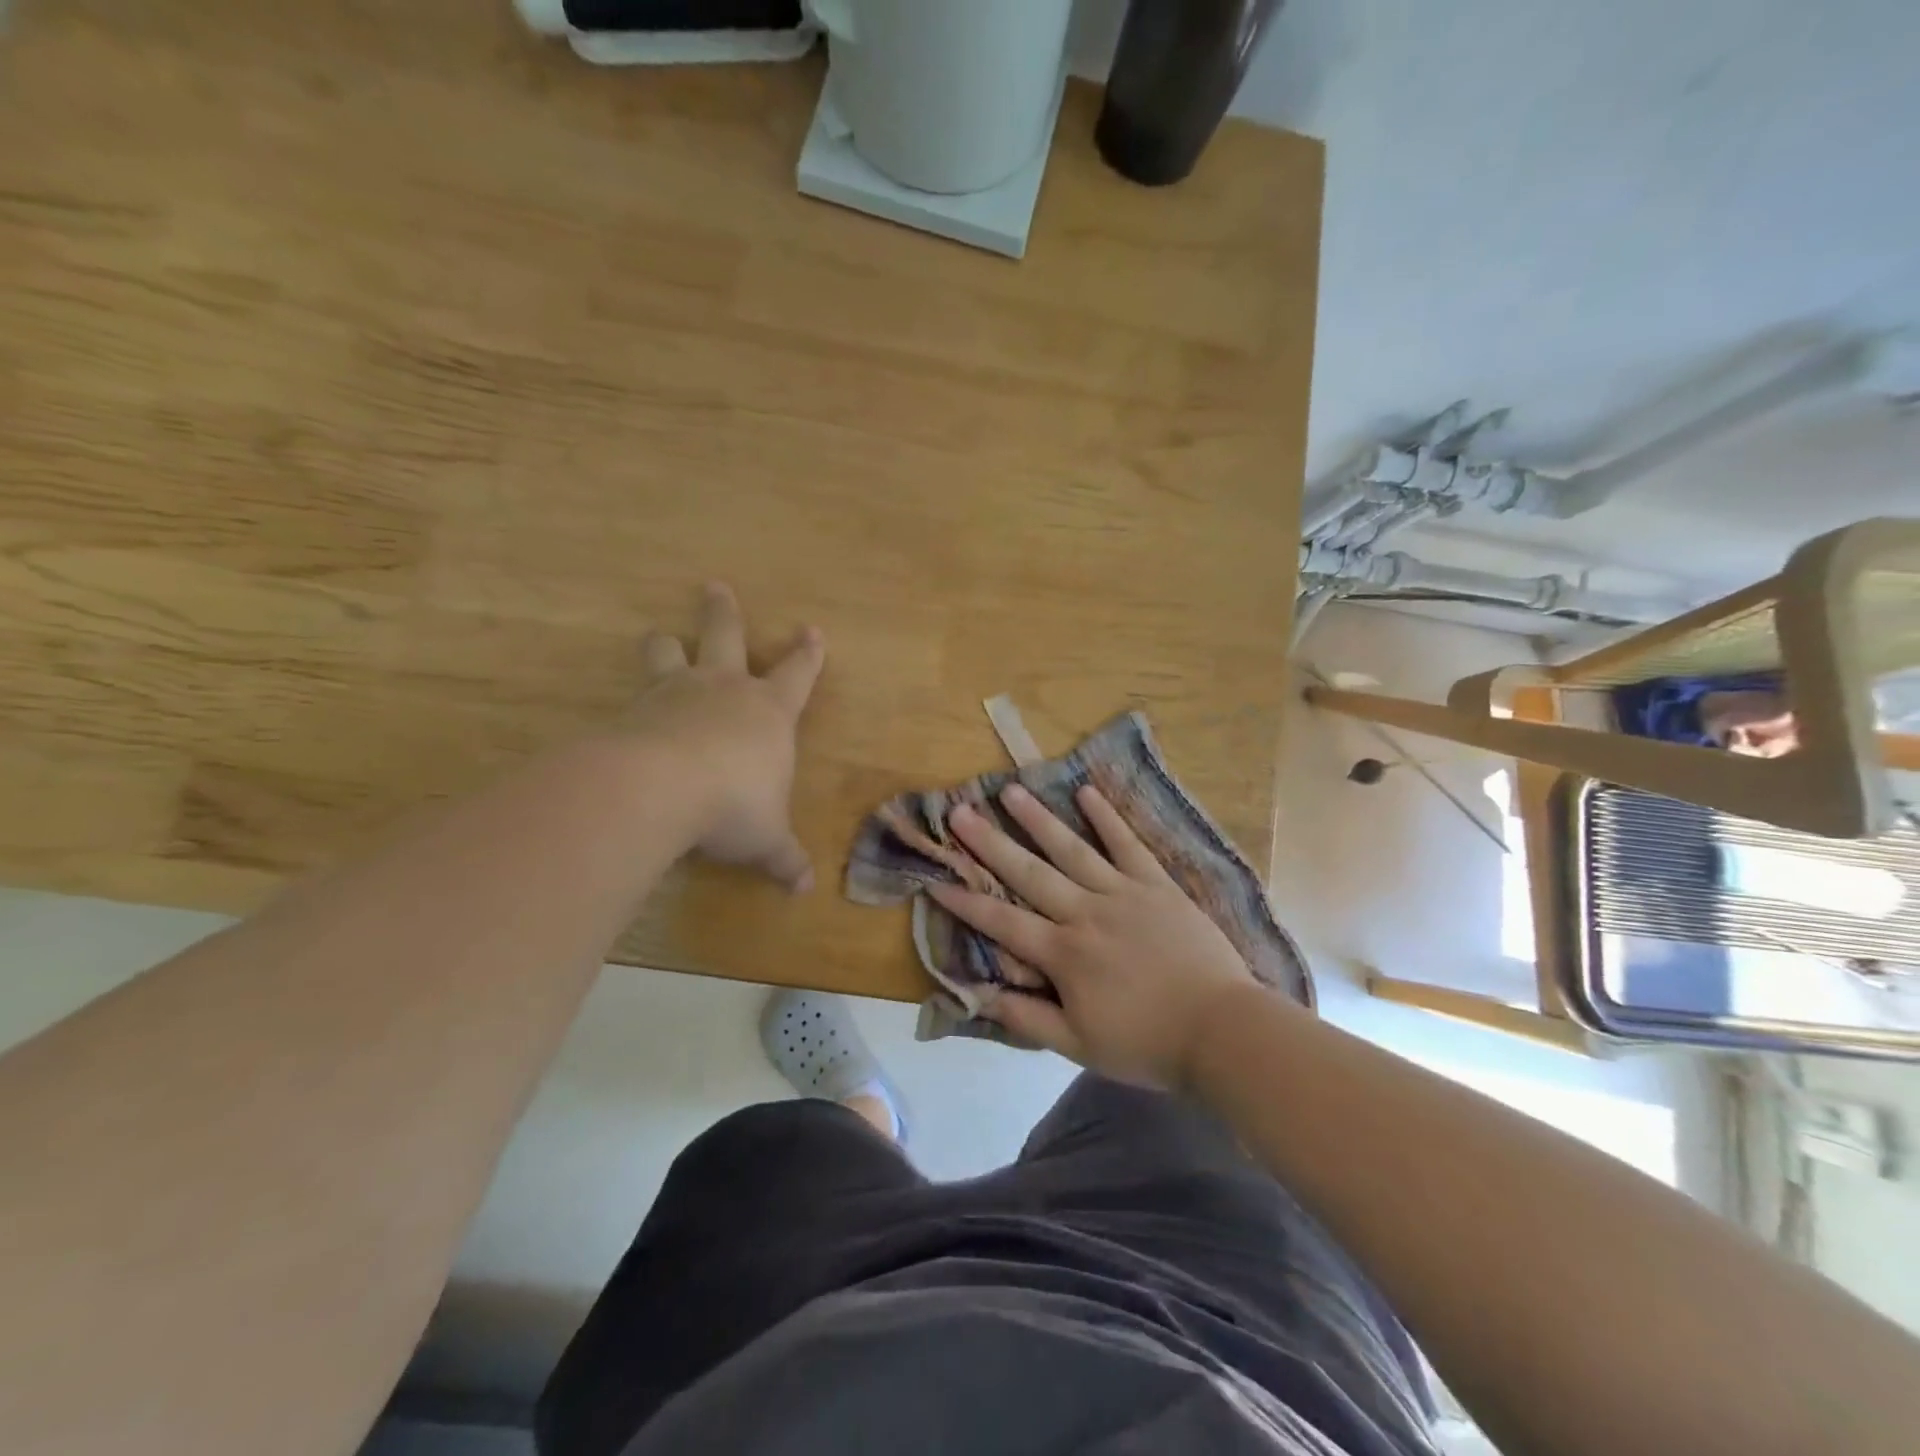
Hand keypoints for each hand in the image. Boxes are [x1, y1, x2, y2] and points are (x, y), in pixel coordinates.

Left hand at [628, 583, 825, 891]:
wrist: (660, 788)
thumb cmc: (734, 805)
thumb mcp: (766, 838)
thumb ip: (783, 858)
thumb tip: (804, 889)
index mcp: (768, 711)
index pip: (798, 673)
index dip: (808, 654)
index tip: (812, 630)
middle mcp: (723, 690)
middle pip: (726, 637)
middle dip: (723, 613)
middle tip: (714, 587)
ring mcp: (675, 694)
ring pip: (670, 654)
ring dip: (666, 644)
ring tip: (659, 635)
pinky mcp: (633, 710)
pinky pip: (634, 695)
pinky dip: (634, 700)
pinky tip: (625, 710)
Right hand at [927, 783, 1260, 1088]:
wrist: (1222, 1029)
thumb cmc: (1147, 1042)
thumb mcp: (1079, 1045)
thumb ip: (1028, 1016)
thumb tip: (980, 993)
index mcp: (1064, 954)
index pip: (1003, 923)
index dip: (967, 903)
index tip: (936, 878)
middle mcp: (1085, 913)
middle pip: (1029, 873)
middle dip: (990, 843)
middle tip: (960, 812)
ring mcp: (1123, 893)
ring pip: (1071, 849)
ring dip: (1038, 819)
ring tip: (1010, 790)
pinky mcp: (1156, 884)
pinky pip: (1128, 844)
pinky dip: (1107, 818)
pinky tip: (1085, 792)